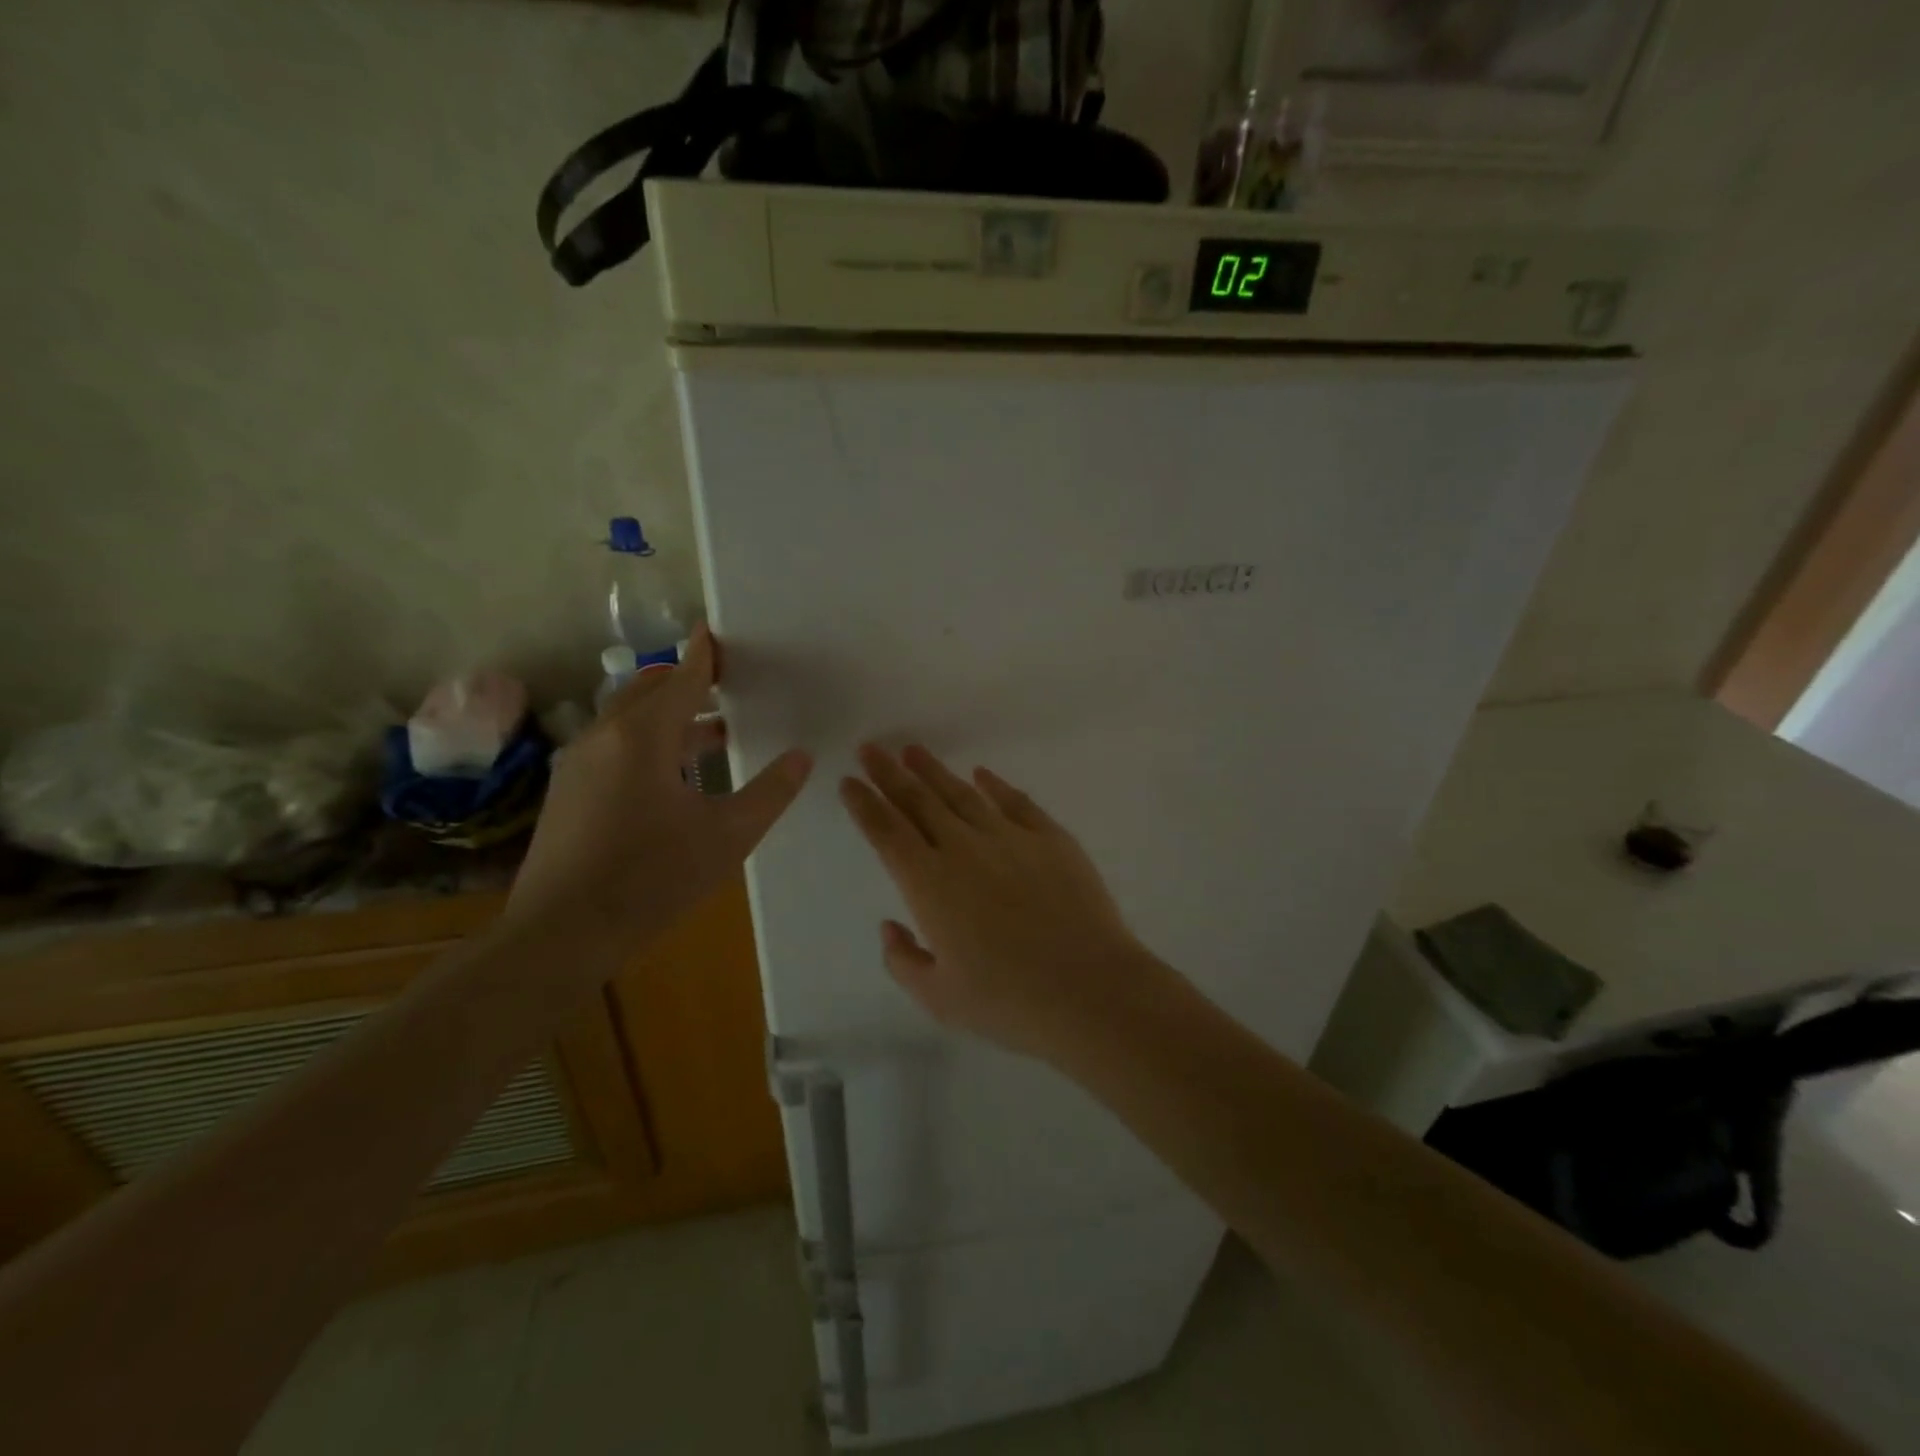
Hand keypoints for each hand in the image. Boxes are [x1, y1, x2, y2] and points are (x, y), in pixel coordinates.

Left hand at [506, 626, 811, 960]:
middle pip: (648, 690)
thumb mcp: (728, 836)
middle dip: (686, 682)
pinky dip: (647, 742)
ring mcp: (578, 765)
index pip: (681, 679)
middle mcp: (604, 737)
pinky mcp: (566, 792)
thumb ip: (770, 792)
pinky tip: (672, 777)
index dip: (704, 654)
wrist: (561, 934)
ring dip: (669, 717)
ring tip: (713, 734)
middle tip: (726, 684)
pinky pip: (613, 747)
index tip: (715, 631)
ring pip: (628, 720)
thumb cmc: (653, 878)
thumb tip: (801, 758)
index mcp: (643, 737)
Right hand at [839, 745, 1162, 1060]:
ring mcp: (1010, 838)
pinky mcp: (1051, 838)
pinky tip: (981, 774)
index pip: (886, 833)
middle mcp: (964, 849)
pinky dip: (994, 785)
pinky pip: (1016, 802)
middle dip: (889, 773)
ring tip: (914, 751)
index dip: (864, 804)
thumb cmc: (1008, 1001)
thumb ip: (904, 960)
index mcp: (929, 884)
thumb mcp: (939, 998)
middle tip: (871, 749)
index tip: (849, 781)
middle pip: (918, 801)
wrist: (1089, 989)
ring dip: (934, 771)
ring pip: (962, 795)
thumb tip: (890, 927)